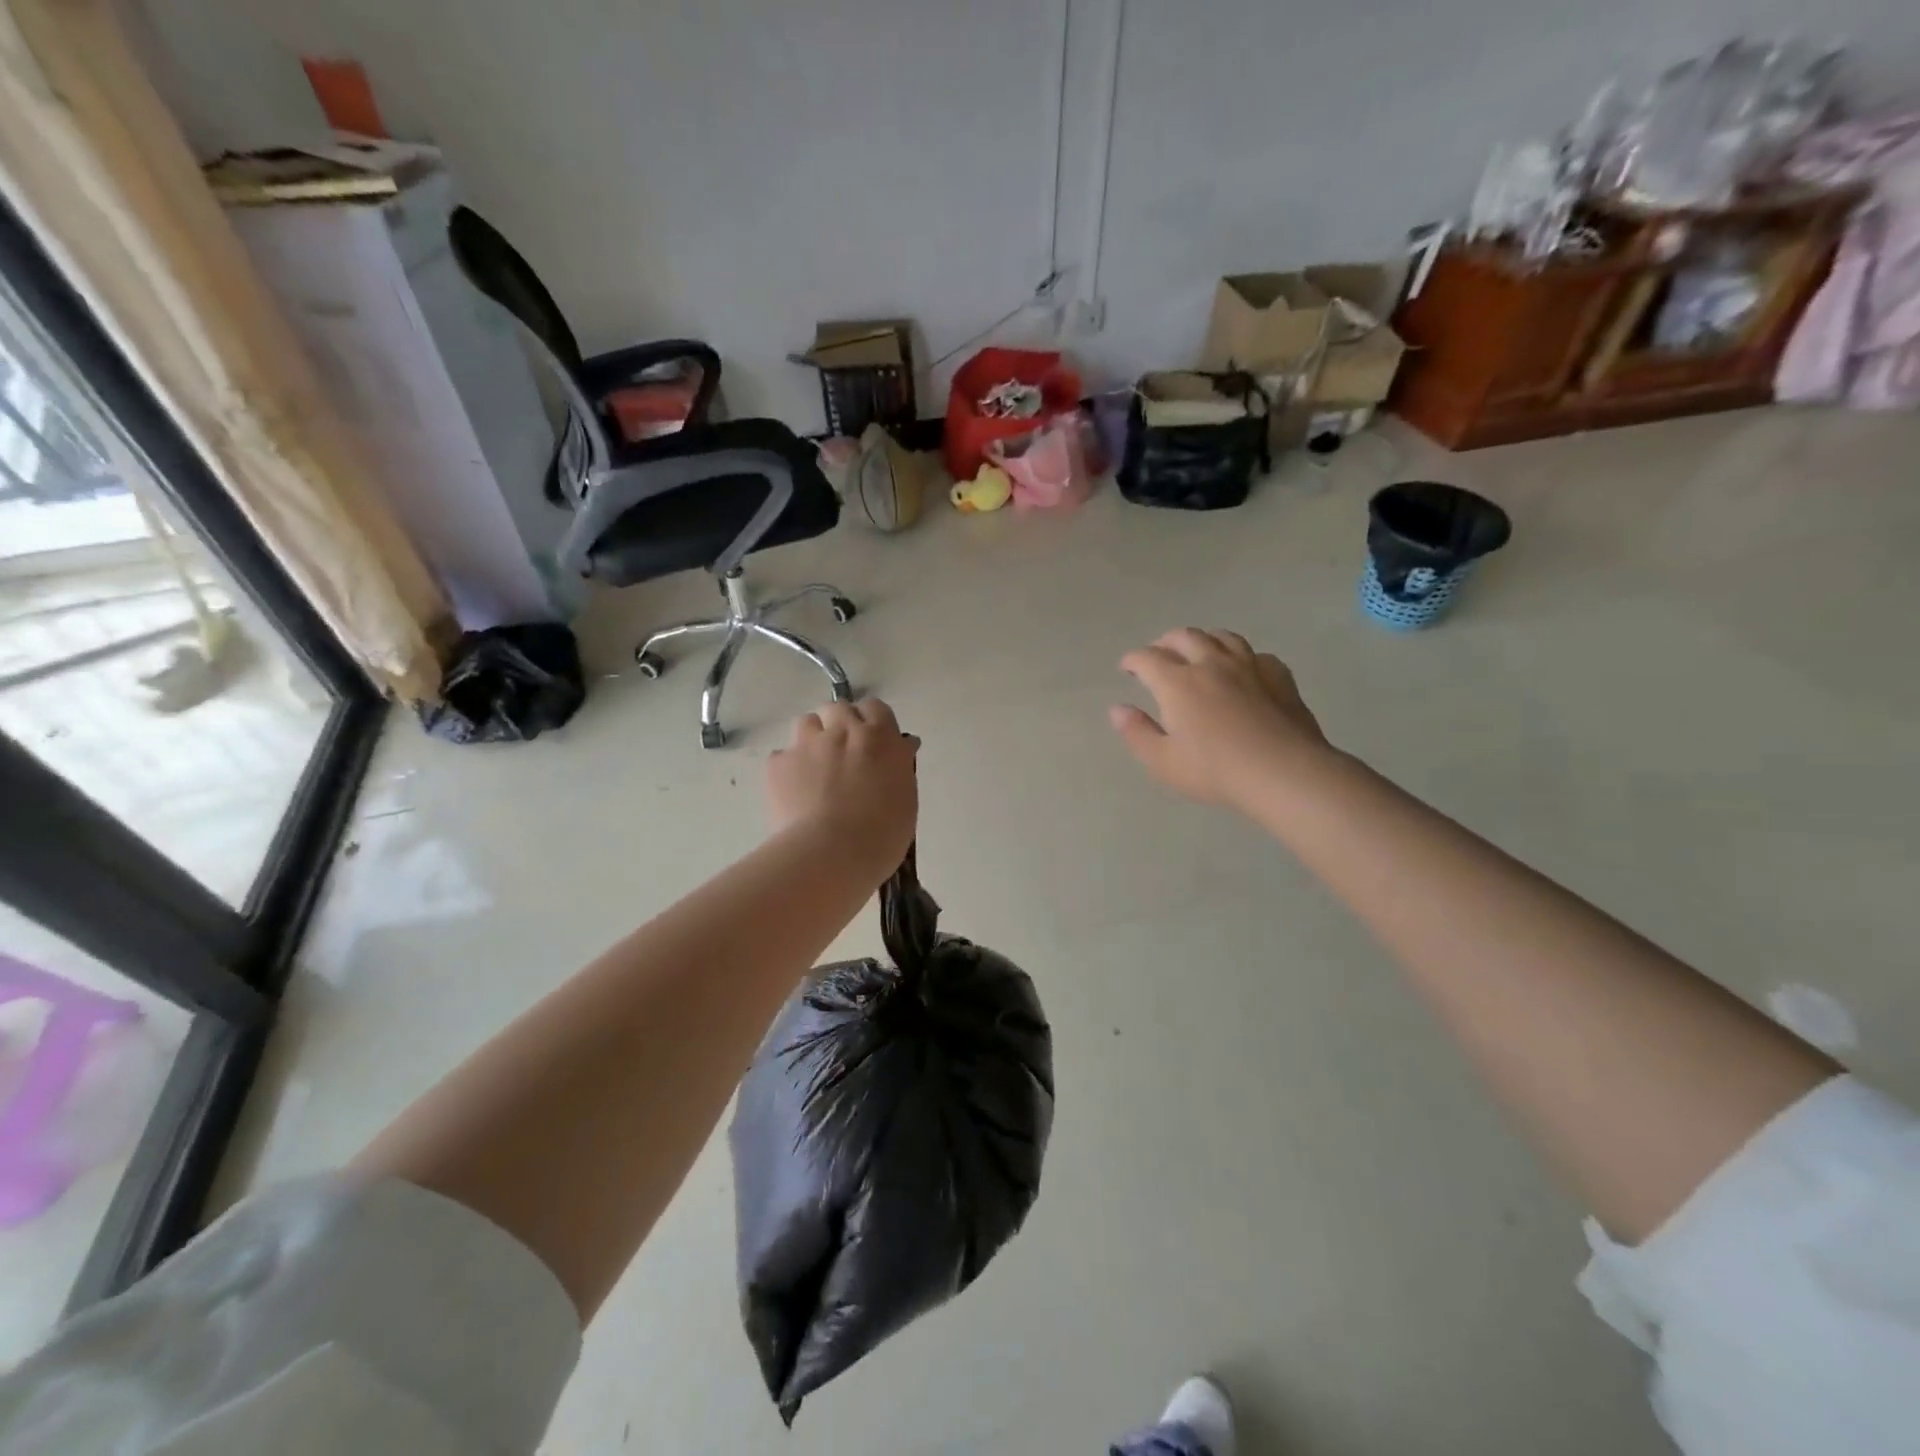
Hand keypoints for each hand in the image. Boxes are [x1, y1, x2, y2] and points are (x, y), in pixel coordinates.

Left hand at [767, 699, 918, 872]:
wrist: (830, 854)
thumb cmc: (881, 835)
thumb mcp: (905, 798)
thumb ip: (899, 767)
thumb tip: (900, 748)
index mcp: (880, 738)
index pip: (875, 708)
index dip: (871, 723)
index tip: (871, 743)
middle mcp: (844, 730)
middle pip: (838, 708)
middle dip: (839, 725)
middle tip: (842, 755)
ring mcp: (807, 743)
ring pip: (807, 723)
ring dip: (812, 739)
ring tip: (814, 769)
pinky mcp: (778, 763)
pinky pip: (782, 756)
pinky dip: (788, 769)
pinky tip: (793, 793)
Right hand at [1110, 628, 1330, 809]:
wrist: (1283, 771)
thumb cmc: (1215, 771)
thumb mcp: (1163, 761)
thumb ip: (1137, 732)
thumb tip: (1118, 709)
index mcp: (1178, 683)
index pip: (1148, 658)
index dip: (1133, 660)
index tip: (1127, 666)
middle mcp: (1211, 664)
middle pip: (1184, 637)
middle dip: (1165, 642)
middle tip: (1158, 654)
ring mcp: (1248, 666)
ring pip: (1222, 636)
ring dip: (1203, 639)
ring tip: (1197, 649)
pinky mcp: (1278, 675)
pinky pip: (1256, 654)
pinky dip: (1241, 656)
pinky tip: (1243, 669)